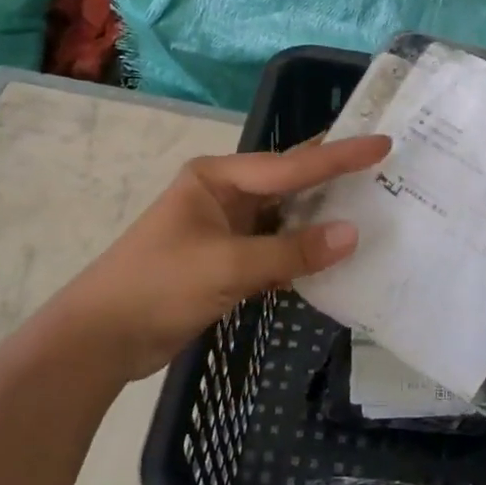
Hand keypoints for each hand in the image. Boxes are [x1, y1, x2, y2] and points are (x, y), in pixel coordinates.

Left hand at [50, 135, 391, 377]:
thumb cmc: (157, 287)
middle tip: (385, 167)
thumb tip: (352, 234)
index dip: (339, 156)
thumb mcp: (227, 266)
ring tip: (373, 208)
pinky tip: (335, 256)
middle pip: (290, 183)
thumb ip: (291, 251)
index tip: (382, 143)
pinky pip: (277, 249)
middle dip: (334, 177)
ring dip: (322, 219)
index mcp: (217, 178)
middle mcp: (225, 195)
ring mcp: (226, 229)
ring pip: (286, 218)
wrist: (100, 340)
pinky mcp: (228, 262)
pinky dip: (303, 253)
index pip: (290, 166)